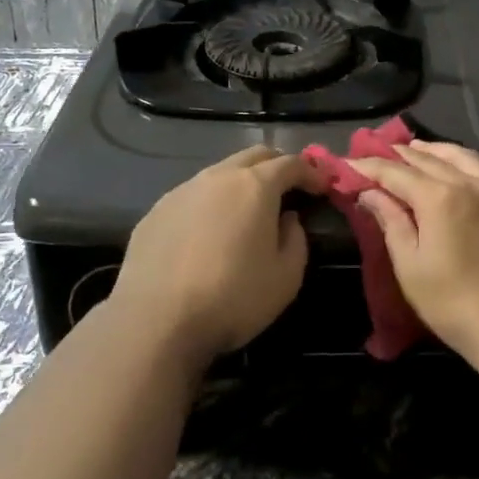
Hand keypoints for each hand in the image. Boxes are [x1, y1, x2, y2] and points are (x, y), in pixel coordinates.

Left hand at [107, 146, 323, 367]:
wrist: (155, 322)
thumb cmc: (233, 298)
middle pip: (254, 156)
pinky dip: (210, 204)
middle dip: (277, 166)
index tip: (323, 187)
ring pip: (219, 173)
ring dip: (240, 184)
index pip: (291, 163)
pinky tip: (208, 233)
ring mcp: (181, 192)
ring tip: (247, 212)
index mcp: (254, 187)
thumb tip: (287, 219)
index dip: (311, 172)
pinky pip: (192, 197)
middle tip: (290, 189)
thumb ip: (296, 239)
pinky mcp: (155, 212)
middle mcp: (217, 178)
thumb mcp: (286, 277)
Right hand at [348, 141, 478, 366]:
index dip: (370, 166)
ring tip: (422, 151)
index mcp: (438, 197)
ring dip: (439, 151)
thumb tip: (370, 192)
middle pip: (430, 159)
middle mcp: (471, 182)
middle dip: (402, 155)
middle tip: (382, 153)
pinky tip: (476, 168)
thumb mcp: (410, 265)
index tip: (350, 163)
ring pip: (467, 157)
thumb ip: (390, 222)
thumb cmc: (451, 302)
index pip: (396, 172)